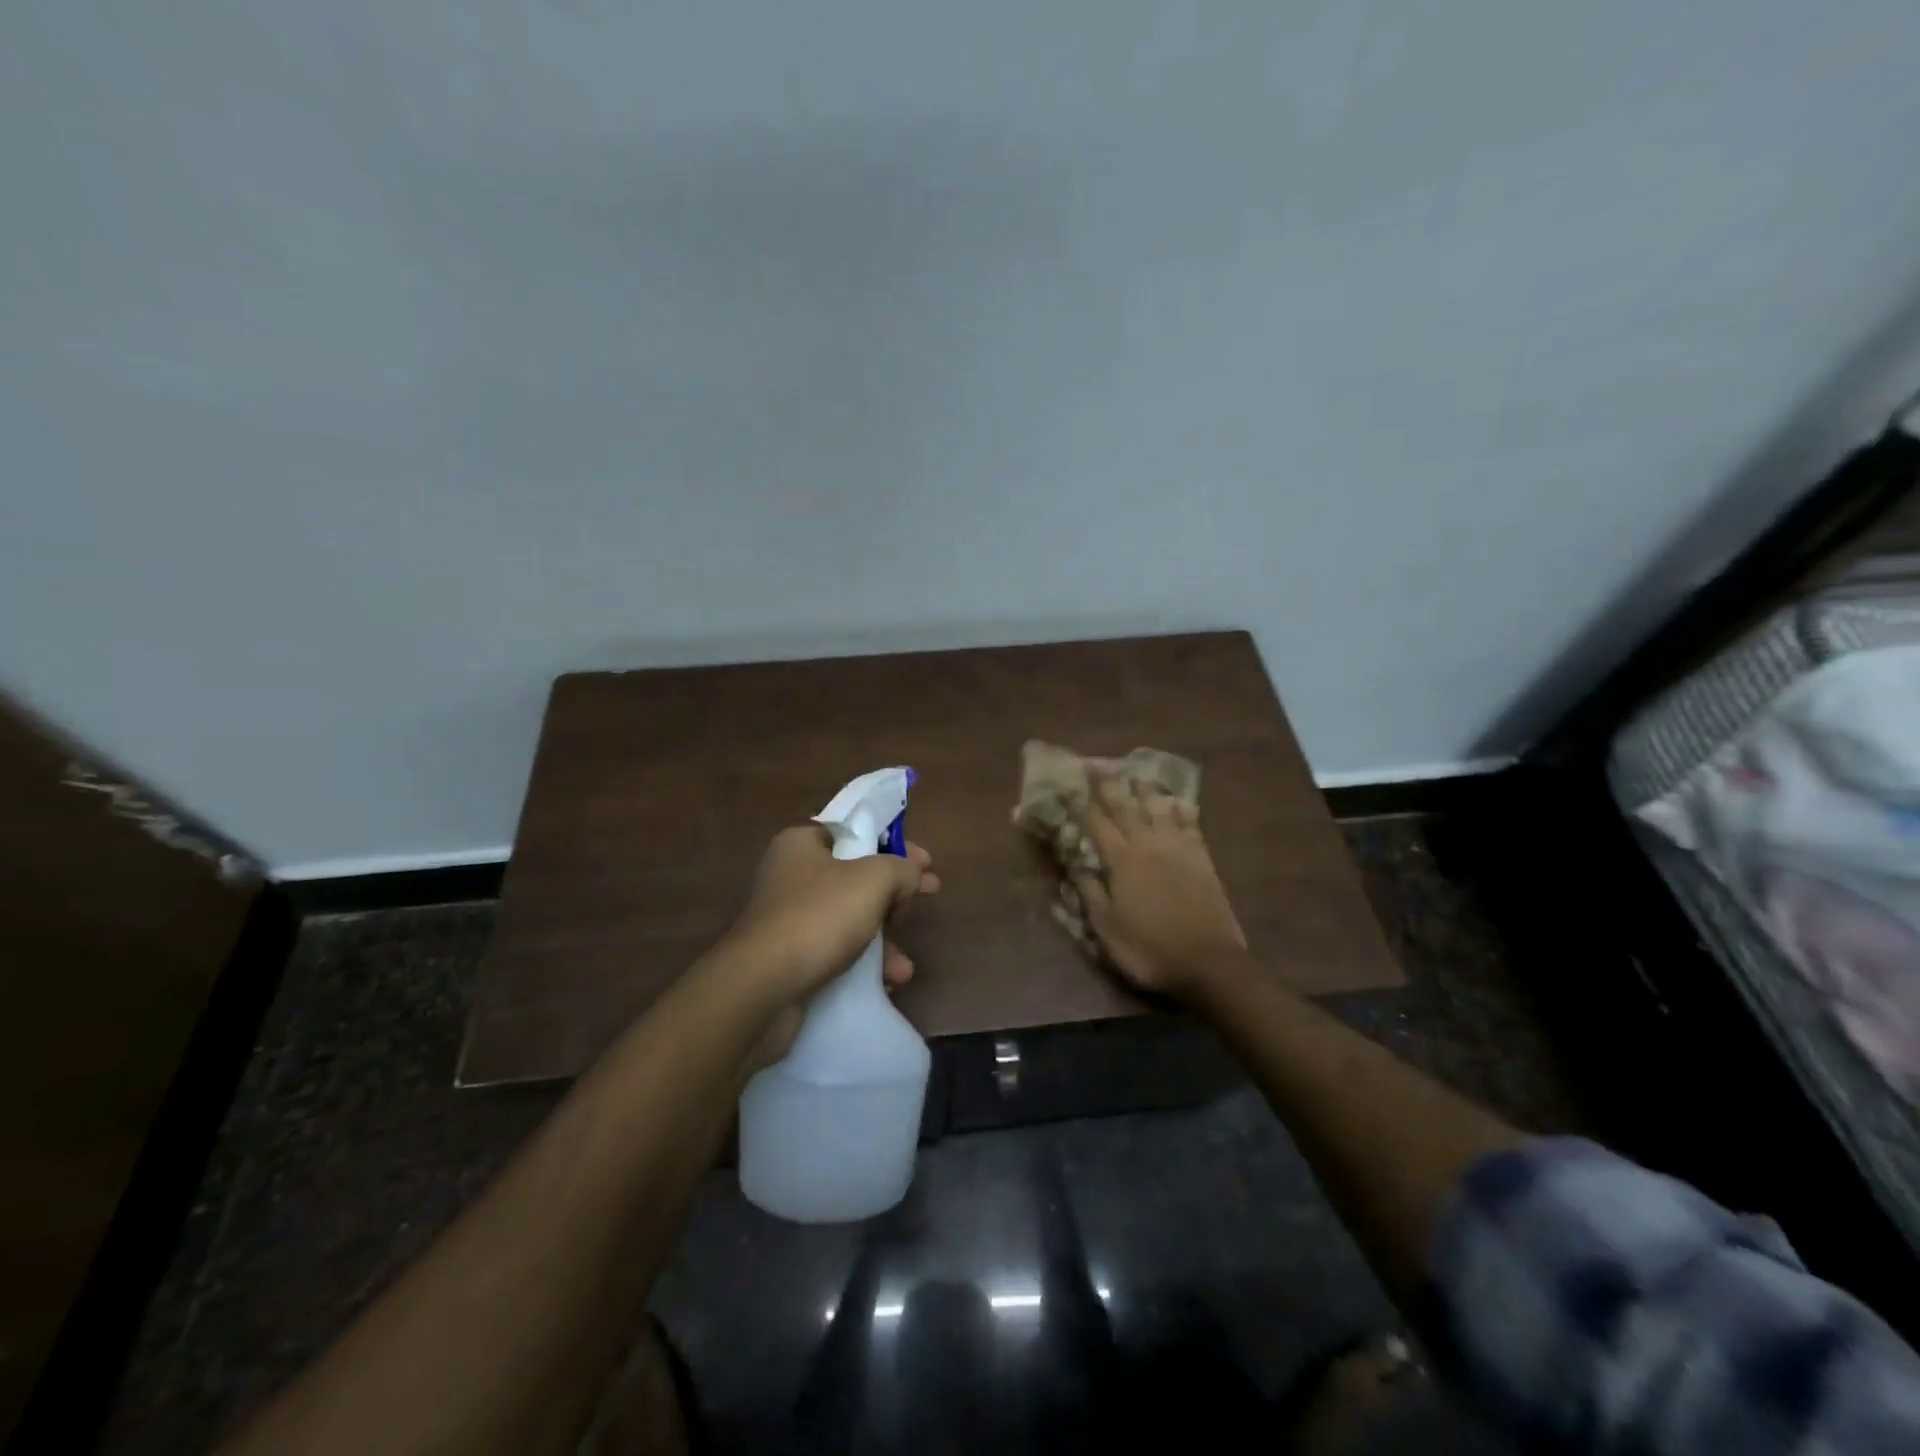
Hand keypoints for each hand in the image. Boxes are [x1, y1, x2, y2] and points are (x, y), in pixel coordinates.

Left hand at [720, 826, 938, 1062]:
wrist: (762, 988)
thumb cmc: (819, 917)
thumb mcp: (873, 880)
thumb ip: (901, 869)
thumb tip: (911, 875)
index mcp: (802, 844)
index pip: (856, 833)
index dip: (894, 844)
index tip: (925, 863)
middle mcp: (791, 876)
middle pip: (857, 876)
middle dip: (896, 892)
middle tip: (929, 895)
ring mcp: (788, 919)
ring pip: (850, 918)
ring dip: (883, 938)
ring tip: (905, 965)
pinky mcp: (789, 958)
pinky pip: (836, 952)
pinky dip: (864, 964)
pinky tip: (887, 981)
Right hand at [1067, 774, 1245, 999]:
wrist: (1209, 963)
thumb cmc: (1149, 949)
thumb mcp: (1106, 928)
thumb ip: (1089, 891)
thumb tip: (1073, 862)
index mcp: (1121, 860)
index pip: (1095, 822)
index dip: (1078, 802)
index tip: (1066, 783)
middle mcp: (1148, 844)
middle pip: (1126, 806)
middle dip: (1109, 784)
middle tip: (1097, 764)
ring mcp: (1178, 848)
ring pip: (1159, 807)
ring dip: (1145, 788)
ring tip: (1137, 772)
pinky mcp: (1202, 858)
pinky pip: (1190, 823)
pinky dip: (1181, 808)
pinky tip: (1179, 801)